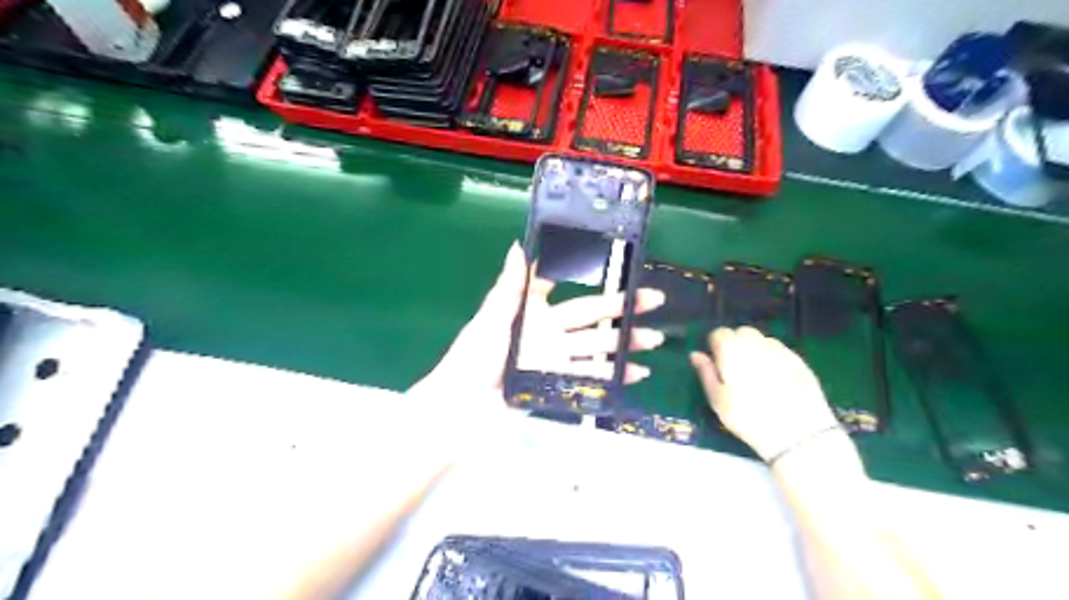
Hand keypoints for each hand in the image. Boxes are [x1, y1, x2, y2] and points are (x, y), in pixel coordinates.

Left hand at [413, 239, 664, 411]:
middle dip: (622, 308)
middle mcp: (549, 331)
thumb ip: (510, 286)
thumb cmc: (475, 355)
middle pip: (591, 316)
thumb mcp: (492, 317)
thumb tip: (519, 245)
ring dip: (625, 344)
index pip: (565, 287)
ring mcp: (557, 358)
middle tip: (653, 300)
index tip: (615, 266)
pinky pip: (592, 377)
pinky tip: (637, 373)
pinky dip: (615, 376)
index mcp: (532, 310)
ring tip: (654, 339)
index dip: (589, 276)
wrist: (465, 405)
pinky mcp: (560, 383)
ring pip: (597, 346)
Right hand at [688, 329, 838, 457]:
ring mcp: (779, 350)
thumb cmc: (748, 417)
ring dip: (755, 349)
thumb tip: (696, 354)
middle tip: (735, 370)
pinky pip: (779, 350)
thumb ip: (706, 372)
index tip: (717, 365)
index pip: (719, 333)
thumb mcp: (717, 399)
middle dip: (736, 344)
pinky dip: (773, 358)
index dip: (716, 347)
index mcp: (732, 349)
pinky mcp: (799, 360)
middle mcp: (755, 343)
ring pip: (761, 340)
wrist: (796, 433)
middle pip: (741, 332)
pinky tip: (775, 379)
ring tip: (756, 375)